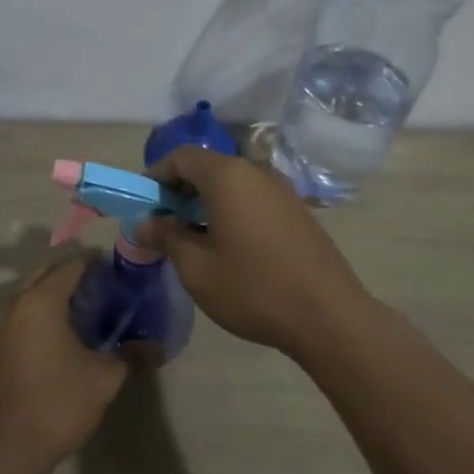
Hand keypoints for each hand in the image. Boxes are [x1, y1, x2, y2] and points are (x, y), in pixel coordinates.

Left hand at [0, 255, 126, 470]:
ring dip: (53, 290)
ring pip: (29, 290)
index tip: (117, 269)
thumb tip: (157, 347)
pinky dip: (38, 308)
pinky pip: (19, 309)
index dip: (95, 262)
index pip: (70, 265)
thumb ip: (131, 355)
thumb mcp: (104, 378)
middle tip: (103, 286)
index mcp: (41, 300)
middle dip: (72, 273)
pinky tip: (60, 330)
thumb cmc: (58, 403)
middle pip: (46, 272)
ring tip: (84, 307)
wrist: (8, 447)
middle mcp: (14, 302)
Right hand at [136, 147, 371, 352]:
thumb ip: (166, 237)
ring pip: (232, 183)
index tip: (144, 206)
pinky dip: (232, 210)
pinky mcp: (298, 210)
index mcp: (228, 176)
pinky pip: (254, 197)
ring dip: (206, 202)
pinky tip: (229, 246)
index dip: (156, 176)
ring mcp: (282, 189)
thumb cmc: (253, 288)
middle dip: (180, 191)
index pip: (181, 157)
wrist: (328, 316)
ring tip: (194, 239)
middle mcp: (256, 172)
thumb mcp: (197, 268)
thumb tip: (144, 223)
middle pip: (208, 167)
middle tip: (165, 226)